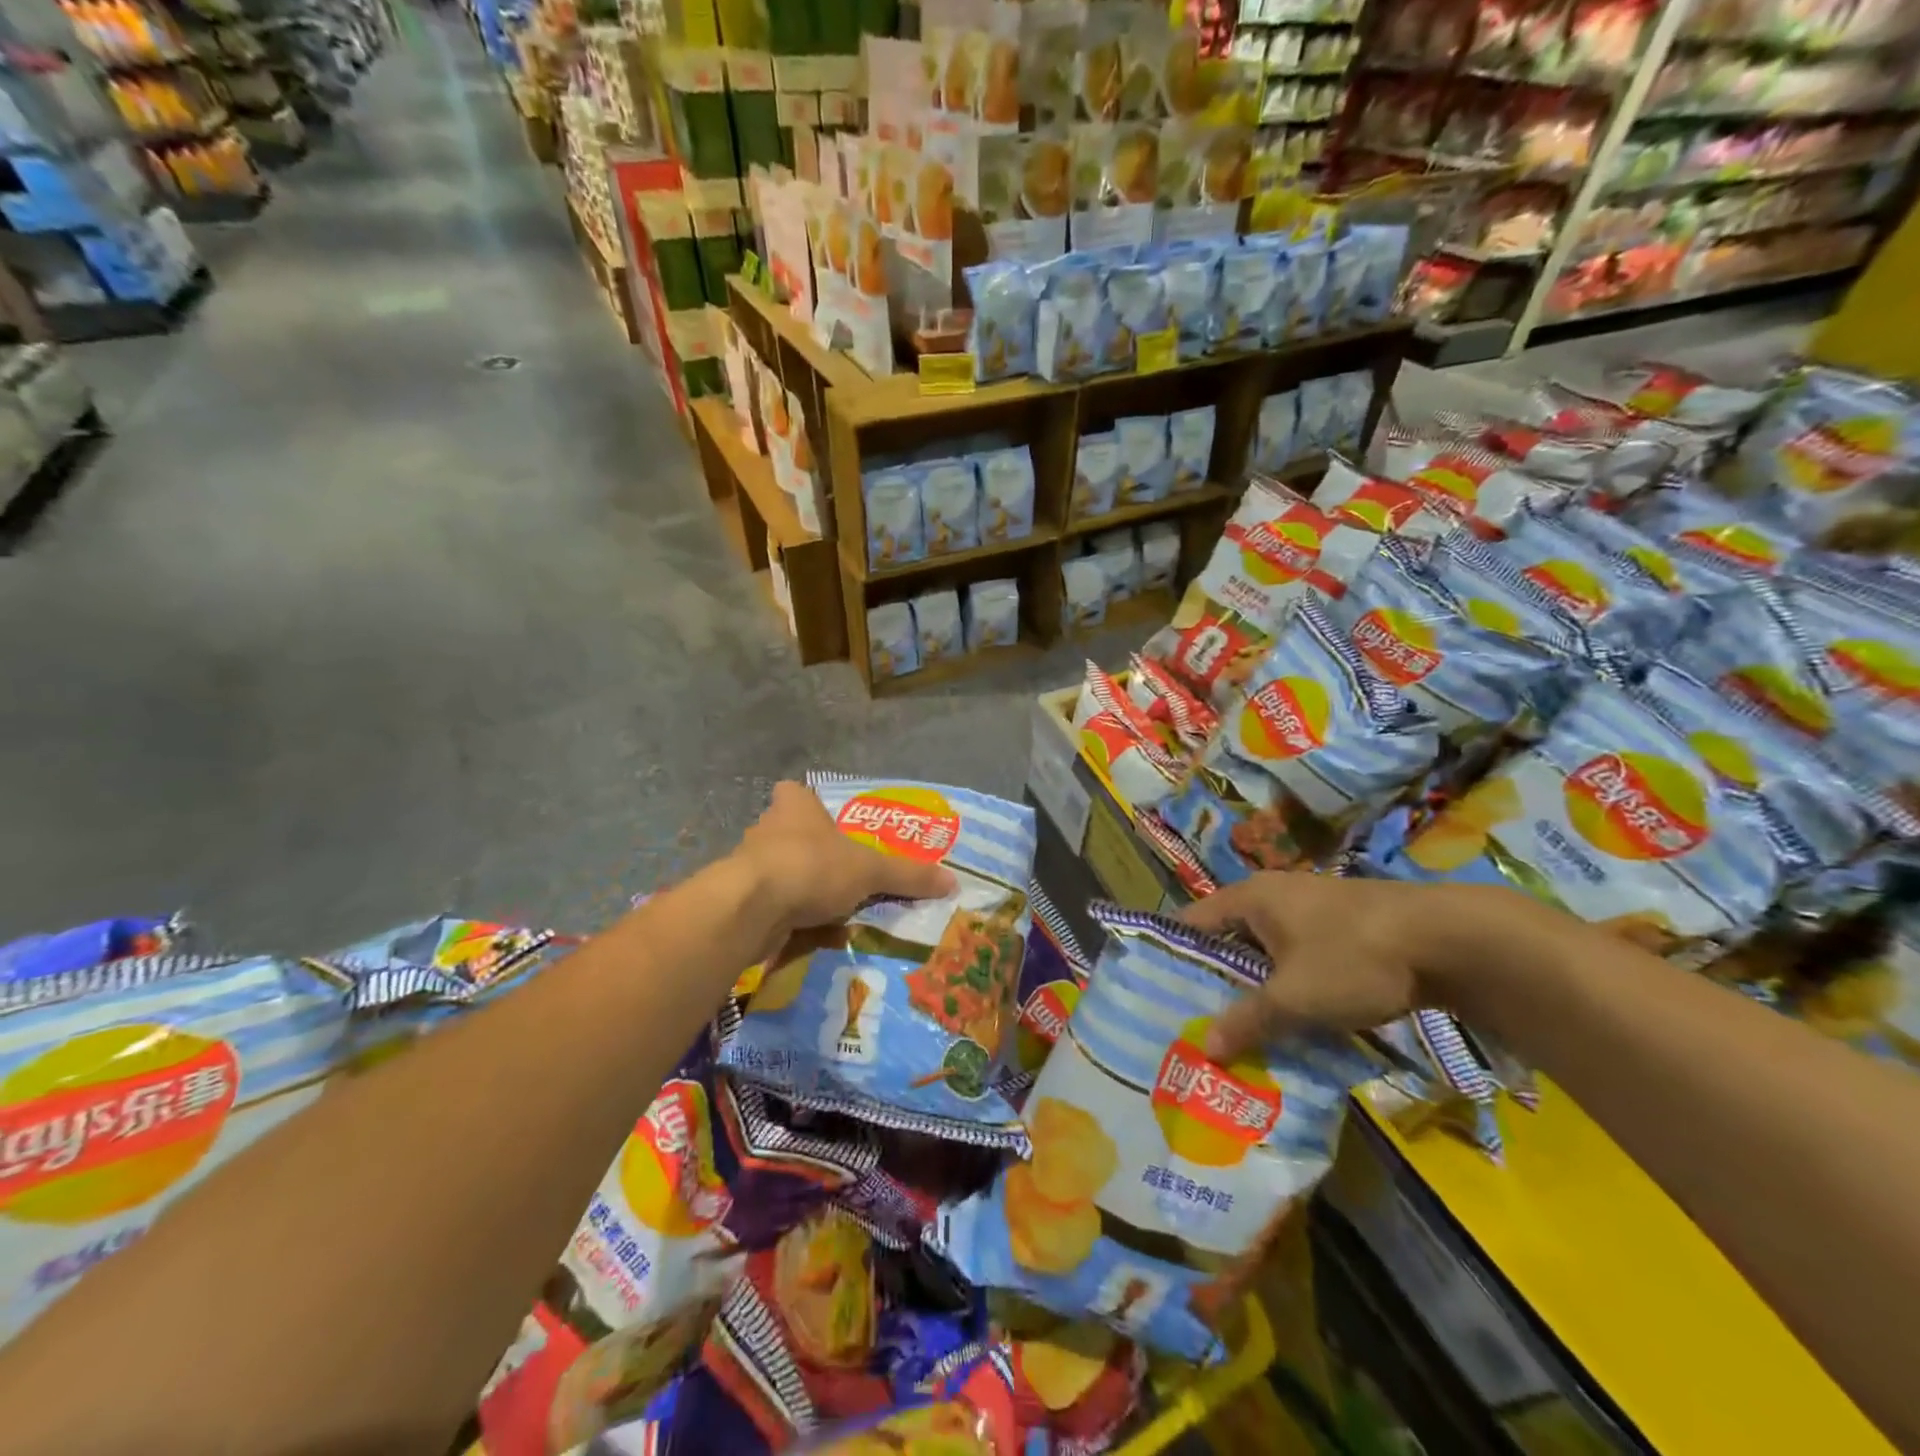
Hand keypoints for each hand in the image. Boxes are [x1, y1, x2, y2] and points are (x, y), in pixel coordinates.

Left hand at [735, 781, 956, 944]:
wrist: (751, 908)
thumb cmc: (811, 867)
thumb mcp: (870, 870)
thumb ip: (908, 875)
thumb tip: (953, 881)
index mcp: (794, 806)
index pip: (798, 794)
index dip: (812, 808)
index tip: (830, 829)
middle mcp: (767, 828)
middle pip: (790, 833)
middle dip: (812, 852)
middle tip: (842, 873)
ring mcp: (748, 864)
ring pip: (779, 870)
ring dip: (799, 886)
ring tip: (830, 907)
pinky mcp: (738, 899)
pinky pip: (770, 903)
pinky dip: (786, 915)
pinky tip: (807, 932)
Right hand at [1179, 873, 1507, 1061]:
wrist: (1450, 940)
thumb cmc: (1354, 959)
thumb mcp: (1295, 998)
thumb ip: (1247, 1021)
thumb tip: (1205, 1049)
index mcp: (1250, 898)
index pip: (1192, 923)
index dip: (1172, 957)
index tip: (1160, 997)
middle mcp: (1274, 895)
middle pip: (1228, 939)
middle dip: (1217, 981)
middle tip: (1201, 1023)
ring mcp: (1310, 908)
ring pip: (1266, 951)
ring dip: (1257, 987)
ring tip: (1244, 1030)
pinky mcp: (1342, 926)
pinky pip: (1298, 957)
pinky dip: (1290, 985)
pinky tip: (1295, 1019)